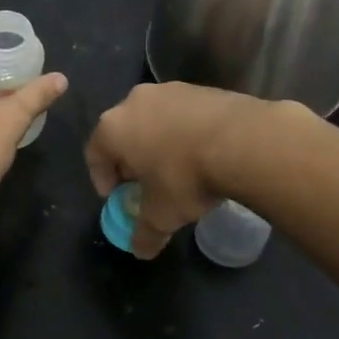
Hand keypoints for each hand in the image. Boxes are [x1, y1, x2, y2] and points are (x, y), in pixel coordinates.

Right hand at [84, 82, 273, 257]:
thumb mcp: (161, 214)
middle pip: (123, 133)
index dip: (103, 178)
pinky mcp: (202, 89)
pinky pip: (183, 115)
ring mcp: (169, 90)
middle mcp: (134, 101)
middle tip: (145, 183)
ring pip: (154, 121)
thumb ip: (145, 232)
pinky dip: (185, 133)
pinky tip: (202, 154)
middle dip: (130, 159)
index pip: (94, 154)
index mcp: (113, 128)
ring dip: (158, 143)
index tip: (117, 196)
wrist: (244, 142)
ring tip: (177, 169)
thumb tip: (140, 250)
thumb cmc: (185, 177)